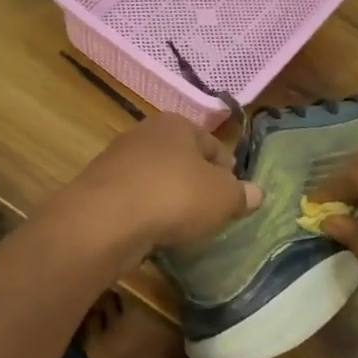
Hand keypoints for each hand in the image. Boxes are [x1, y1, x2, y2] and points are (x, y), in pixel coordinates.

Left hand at [51, 115, 262, 266]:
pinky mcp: (100, 191)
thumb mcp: (223, 197)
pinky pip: (135, 201)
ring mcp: (118, 162)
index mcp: (177, 124)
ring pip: (157, 181)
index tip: (234, 196)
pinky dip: (146, 215)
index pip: (213, 145)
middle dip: (197, 184)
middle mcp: (145, 134)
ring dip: (170, 200)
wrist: (106, 220)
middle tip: (211, 213)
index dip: (229, 171)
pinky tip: (154, 233)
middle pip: (183, 161)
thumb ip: (242, 195)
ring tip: (183, 227)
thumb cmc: (174, 196)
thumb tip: (257, 193)